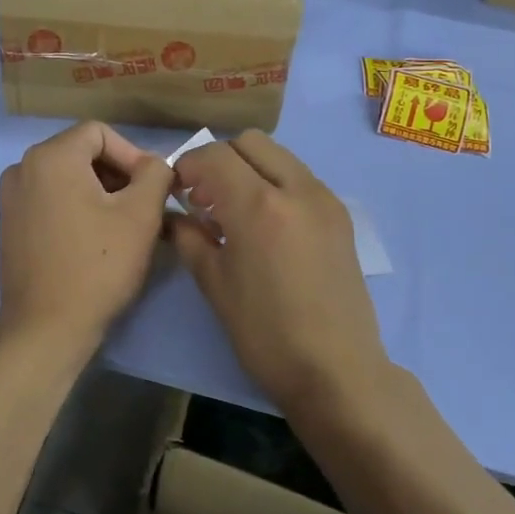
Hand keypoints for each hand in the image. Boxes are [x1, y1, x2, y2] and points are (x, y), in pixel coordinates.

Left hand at [0, 122, 174, 353]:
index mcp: (50, 157)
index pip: (100, 133)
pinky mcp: (10, 226)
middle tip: (144, 209)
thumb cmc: (98, 267)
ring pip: (67, 179)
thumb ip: (156, 174)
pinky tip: (96, 241)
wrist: (46, 329)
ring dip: (100, 193)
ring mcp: (11, 198)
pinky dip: (77, 209)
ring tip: (124, 227)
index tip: (153, 189)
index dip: (133, 155)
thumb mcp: (141, 215)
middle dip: (118, 175)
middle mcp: (21, 168)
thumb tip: (154, 164)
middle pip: (81, 153)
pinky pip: (50, 201)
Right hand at [169, 131, 388, 407]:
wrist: (337, 371)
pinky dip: (275, 184)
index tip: (176, 192)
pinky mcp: (340, 216)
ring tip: (233, 213)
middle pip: (249, 143)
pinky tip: (265, 226)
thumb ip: (189, 238)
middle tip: (204, 199)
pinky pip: (299, 179)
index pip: (214, 156)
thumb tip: (174, 216)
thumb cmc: (265, 334)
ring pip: (278, 156)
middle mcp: (297, 189)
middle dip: (219, 160)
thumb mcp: (215, 286)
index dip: (187, 167)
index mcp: (259, 206)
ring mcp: (324, 200)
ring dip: (249, 169)